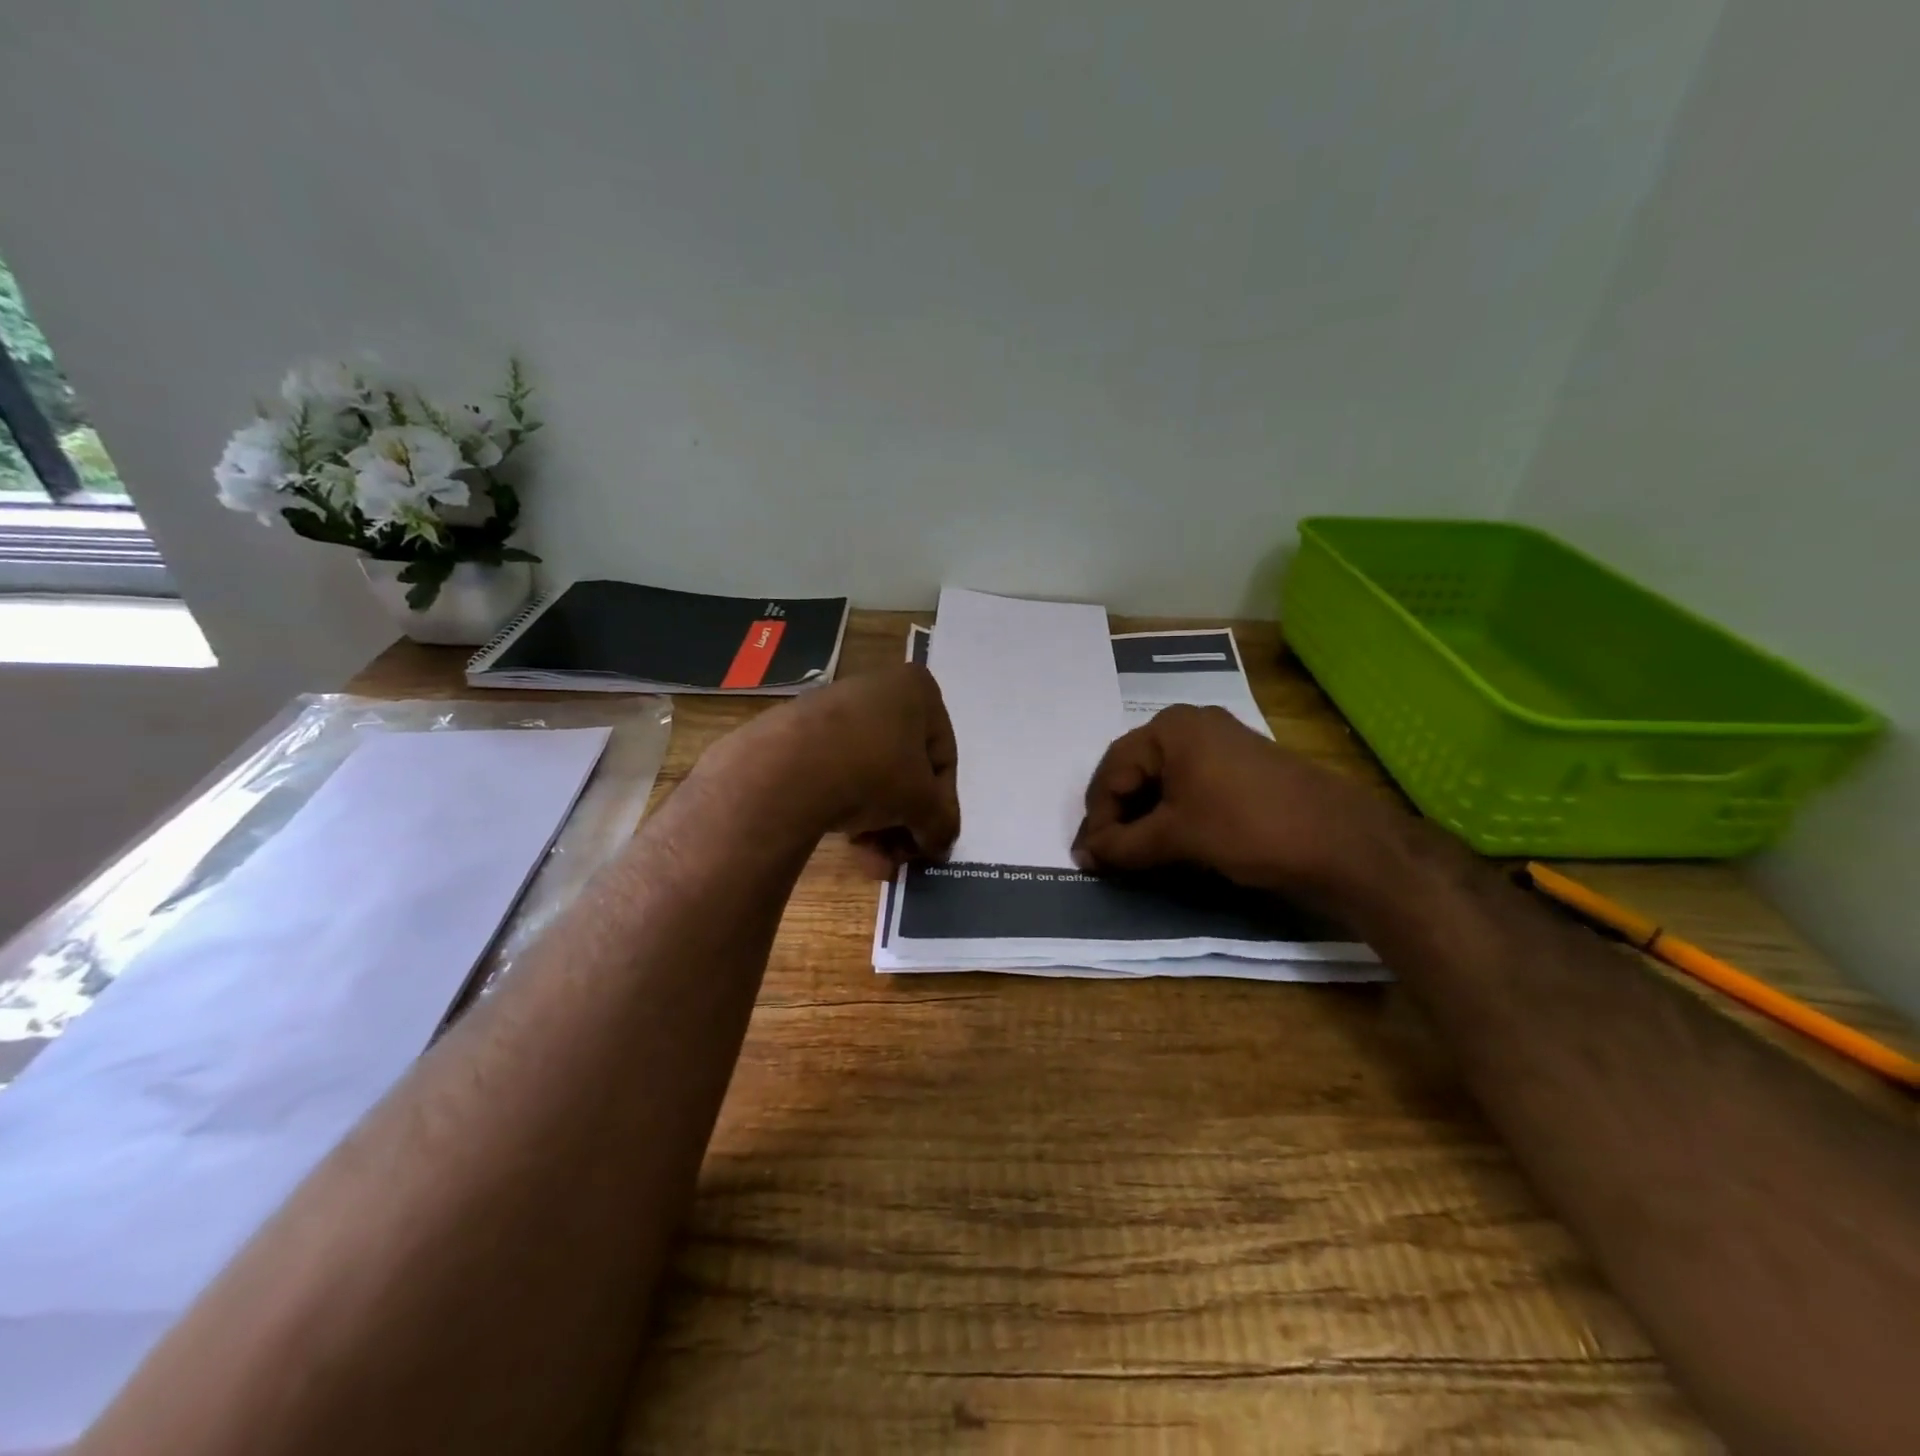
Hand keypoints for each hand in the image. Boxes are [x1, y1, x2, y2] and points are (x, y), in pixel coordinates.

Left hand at [772, 663, 961, 877]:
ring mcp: (834, 709)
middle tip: (900, 855)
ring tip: (872, 859)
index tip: (932, 839)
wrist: (786, 769)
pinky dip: (846, 806)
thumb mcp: (923, 804)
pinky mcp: (798, 732)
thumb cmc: (874, 771)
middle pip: (903, 767)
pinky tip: (847, 844)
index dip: (941, 805)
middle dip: (904, 819)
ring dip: (878, 821)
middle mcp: (877, 689)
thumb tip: (940, 843)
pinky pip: (836, 772)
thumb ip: (942, 824)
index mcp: (917, 690)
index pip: (943, 758)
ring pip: (870, 774)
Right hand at [1071, 704, 1400, 904]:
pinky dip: (1172, 810)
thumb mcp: (1176, 837)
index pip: (1112, 772)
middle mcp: (1190, 723)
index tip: (1090, 858)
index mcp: (1169, 728)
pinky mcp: (1240, 763)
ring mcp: (1219, 740)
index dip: (1097, 817)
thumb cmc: (1246, 828)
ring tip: (1136, 851)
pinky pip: (1188, 782)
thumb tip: (1082, 855)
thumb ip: (1122, 845)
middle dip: (1118, 814)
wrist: (1340, 841)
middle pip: (1134, 770)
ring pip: (1162, 778)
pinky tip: (1170, 838)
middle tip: (1109, 855)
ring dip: (1143, 815)